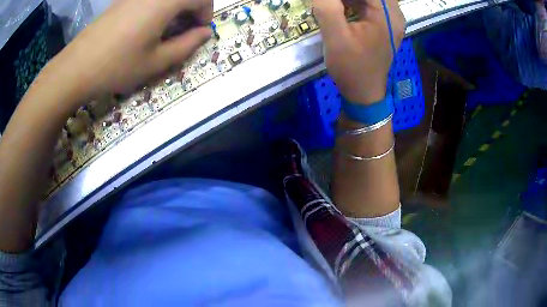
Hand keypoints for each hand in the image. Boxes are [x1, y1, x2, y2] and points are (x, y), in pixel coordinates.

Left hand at [43, 0, 211, 100]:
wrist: (77, 67)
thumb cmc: (117, 66)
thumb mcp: (156, 61)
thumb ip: (187, 45)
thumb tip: (205, 32)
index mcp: (165, 1)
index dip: (206, 13)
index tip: (199, 31)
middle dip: (192, 8)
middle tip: (184, 30)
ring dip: (175, 7)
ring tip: (166, 29)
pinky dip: (158, 6)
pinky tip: (147, 24)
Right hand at [313, 0, 404, 103]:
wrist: (364, 93)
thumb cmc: (352, 67)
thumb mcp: (335, 37)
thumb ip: (327, 7)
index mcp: (387, 14)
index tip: (327, 2)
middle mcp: (394, 13)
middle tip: (329, 4)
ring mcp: (390, 19)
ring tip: (332, 6)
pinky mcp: (384, 24)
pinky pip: (369, 4)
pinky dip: (352, 1)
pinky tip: (339, 6)